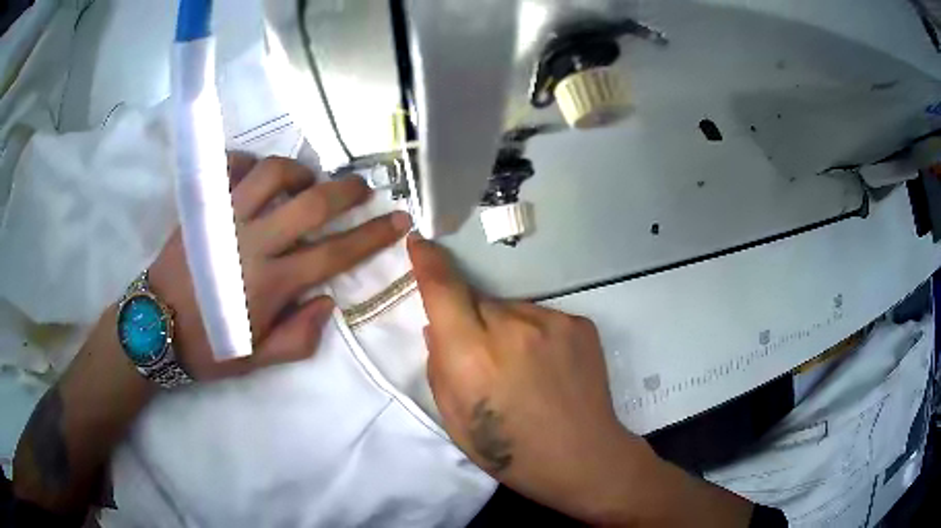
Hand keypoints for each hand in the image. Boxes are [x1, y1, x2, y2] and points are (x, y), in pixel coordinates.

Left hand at [149, 154, 410, 379]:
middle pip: (311, 203)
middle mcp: (253, 243)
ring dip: (299, 171)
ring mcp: (224, 218)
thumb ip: (300, 336)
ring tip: (305, 181)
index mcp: (271, 284)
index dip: (372, 236)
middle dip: (346, 191)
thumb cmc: (208, 346)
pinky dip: (248, 162)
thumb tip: (328, 301)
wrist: (155, 327)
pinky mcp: (202, 207)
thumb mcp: (258, 360)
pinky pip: (229, 167)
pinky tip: (255, 174)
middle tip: (362, 187)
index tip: (399, 220)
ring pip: (272, 173)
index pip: (334, 253)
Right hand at [409, 237, 755, 526]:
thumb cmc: (510, 451)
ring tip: (523, 368)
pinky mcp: (579, 323)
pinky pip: (541, 317)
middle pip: (478, 300)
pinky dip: (534, 335)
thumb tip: (437, 326)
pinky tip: (548, 367)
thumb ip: (438, 365)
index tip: (420, 242)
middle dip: (470, 319)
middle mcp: (512, 327)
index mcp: (472, 355)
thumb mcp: (454, 418)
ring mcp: (552, 321)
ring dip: (505, 328)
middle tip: (484, 357)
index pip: (443, 290)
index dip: (428, 262)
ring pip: (511, 309)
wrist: (583, 457)